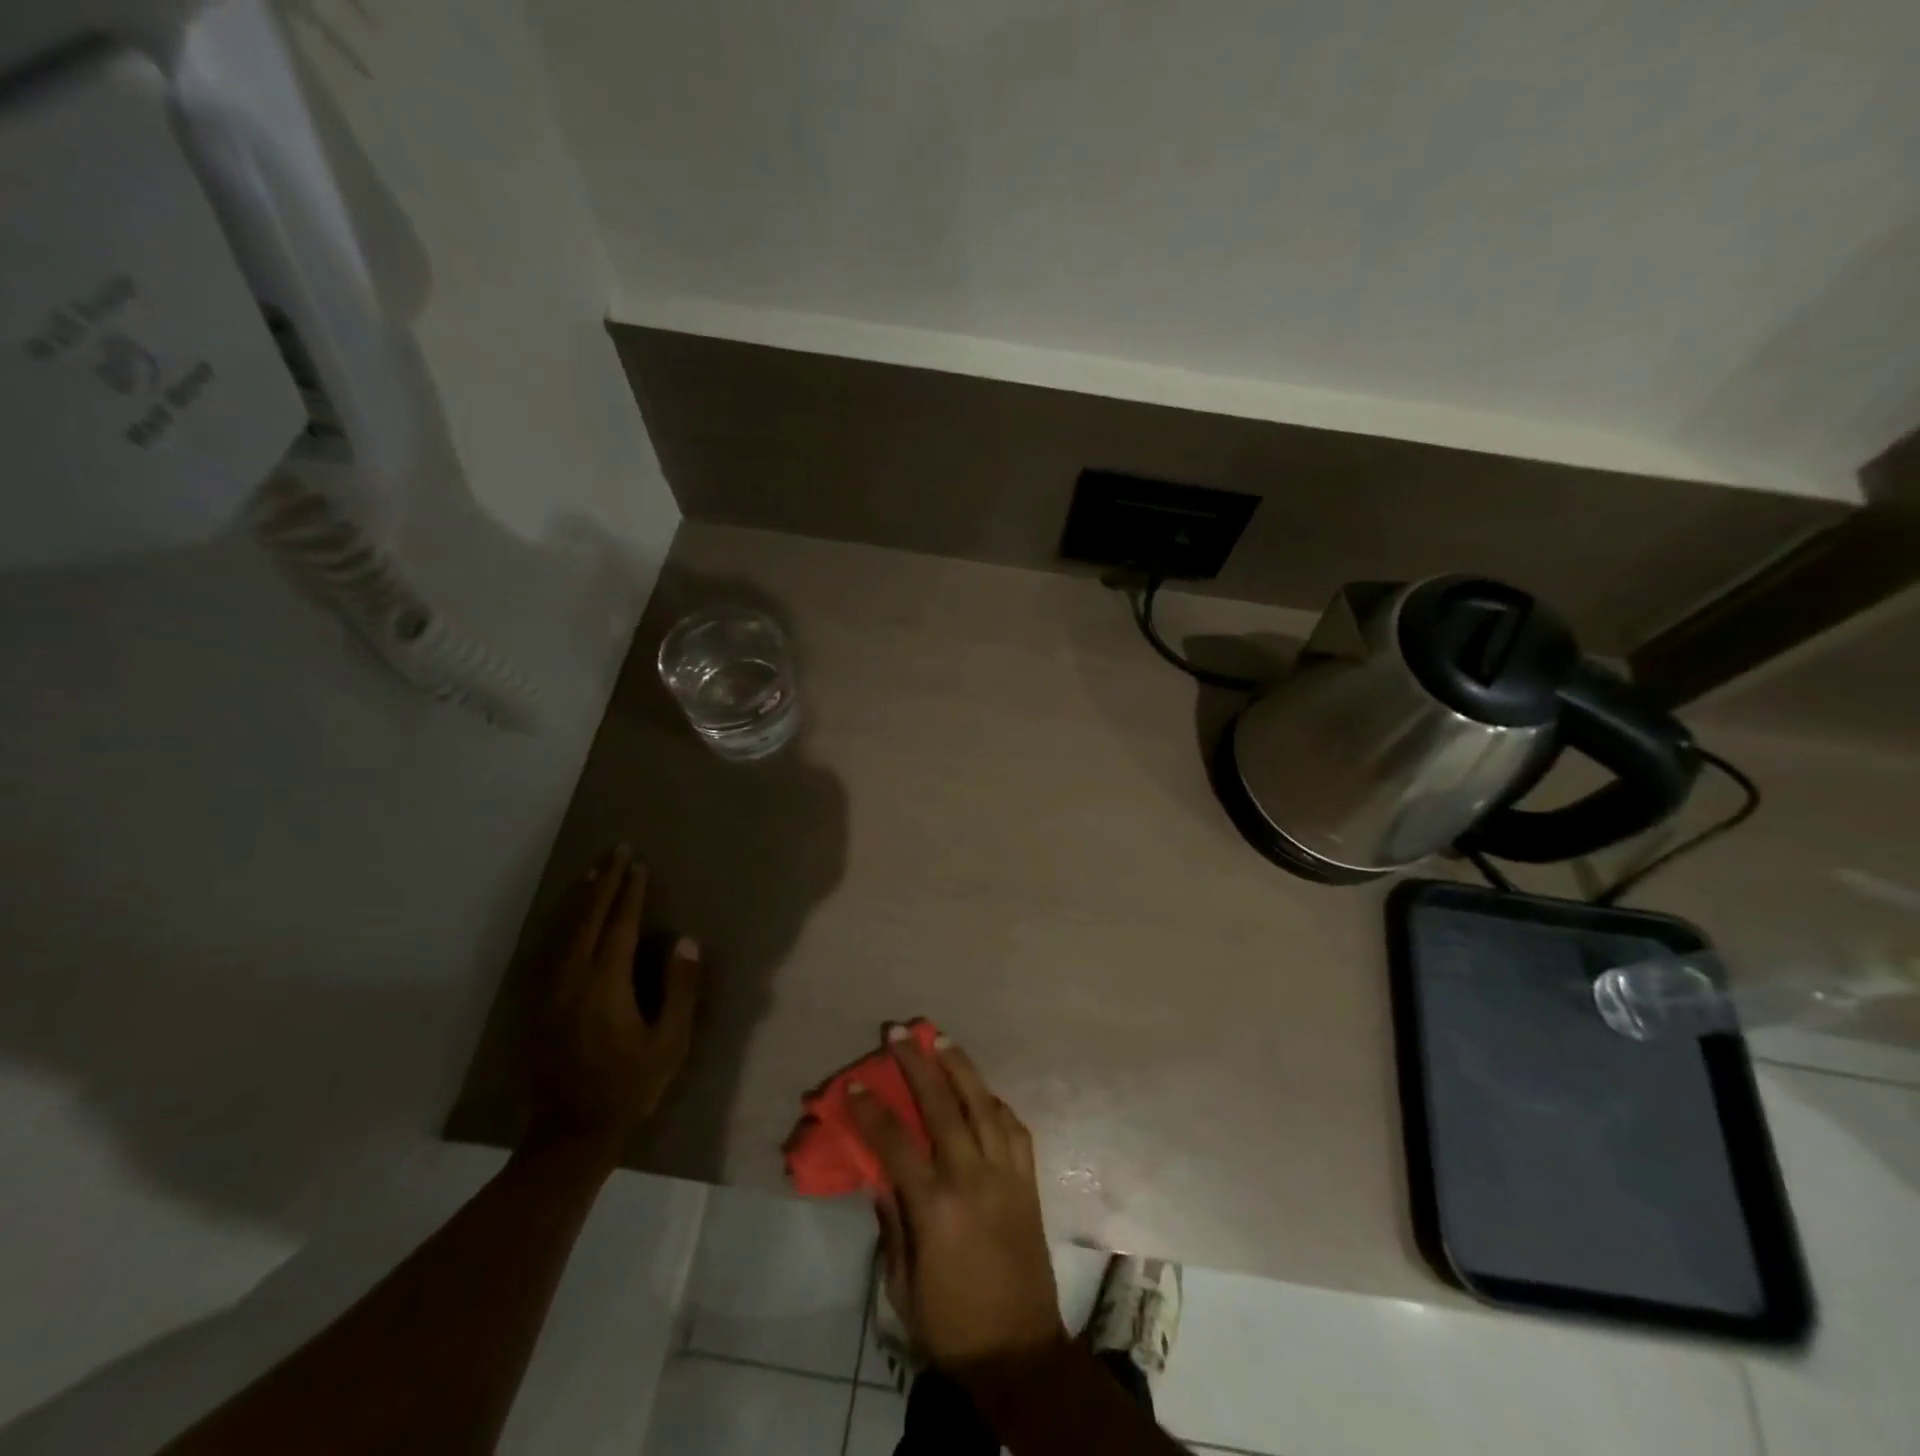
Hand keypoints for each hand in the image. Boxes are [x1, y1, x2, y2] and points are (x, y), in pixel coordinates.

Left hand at [526, 845, 699, 1150]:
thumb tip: (684, 941)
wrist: (570, 1132)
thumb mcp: (669, 1043)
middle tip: (616, 851)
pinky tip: (566, 914)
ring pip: (563, 929)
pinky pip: (547, 948)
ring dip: (580, 896)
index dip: (630, 892)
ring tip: (594, 870)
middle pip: (588, 918)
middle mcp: (572, 979)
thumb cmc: (629, 1086)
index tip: (638, 865)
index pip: (620, 925)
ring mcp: (548, 990)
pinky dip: (560, 922)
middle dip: (604, 881)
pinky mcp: (536, 1003)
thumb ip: (679, 990)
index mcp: (606, 985)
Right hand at [849, 1027, 1065, 1377]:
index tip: (855, 1083)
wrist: (1020, 1350)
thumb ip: (891, 1222)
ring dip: (960, 1066)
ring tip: (940, 1038)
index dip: (872, 1110)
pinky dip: (994, 1102)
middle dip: (917, 1064)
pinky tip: (981, 1089)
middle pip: (942, 1105)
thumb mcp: (902, 1284)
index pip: (896, 1143)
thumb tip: (879, 1173)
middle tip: (899, 1032)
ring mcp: (1006, 1174)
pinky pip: (1013, 1127)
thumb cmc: (950, 1323)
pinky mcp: (1028, 1180)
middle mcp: (972, 1178)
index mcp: (936, 1207)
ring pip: (983, 1103)